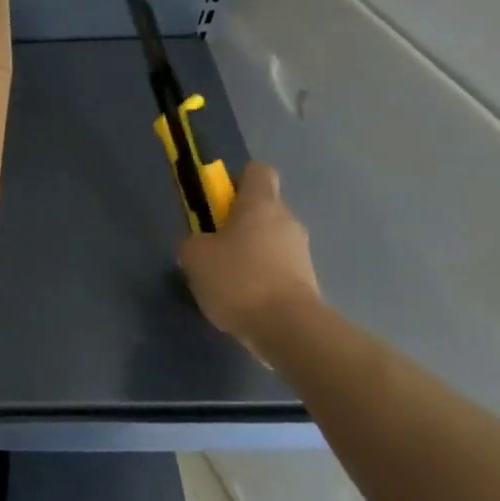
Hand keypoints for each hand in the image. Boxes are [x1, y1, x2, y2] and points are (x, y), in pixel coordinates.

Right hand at [176, 162, 322, 350]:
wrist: (289, 329)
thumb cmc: (238, 279)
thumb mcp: (194, 256)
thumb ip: (192, 242)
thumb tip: (200, 245)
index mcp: (261, 204)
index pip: (257, 171)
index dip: (235, 180)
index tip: (215, 200)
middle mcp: (286, 220)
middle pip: (262, 208)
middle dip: (236, 221)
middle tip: (210, 244)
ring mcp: (301, 252)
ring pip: (268, 240)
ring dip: (247, 251)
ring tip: (223, 278)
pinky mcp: (306, 281)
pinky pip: (276, 267)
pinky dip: (259, 276)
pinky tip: (241, 298)